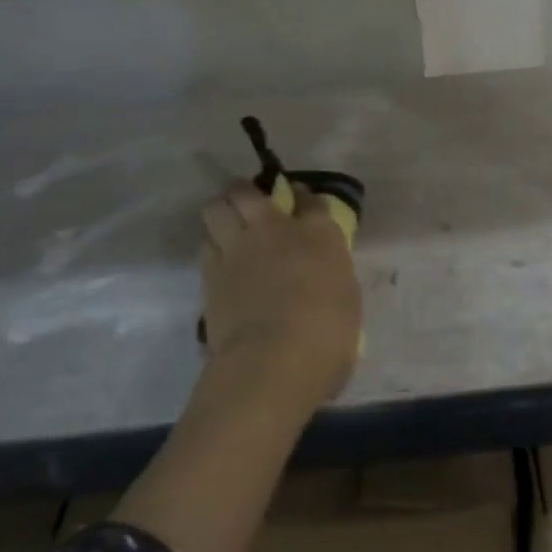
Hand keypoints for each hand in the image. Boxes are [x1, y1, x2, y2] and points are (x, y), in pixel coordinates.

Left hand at [199, 179, 362, 419]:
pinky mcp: (210, 273)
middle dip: (246, 192)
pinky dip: (212, 246)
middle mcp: (275, 230)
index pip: (310, 200)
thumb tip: (320, 277)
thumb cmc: (328, 335)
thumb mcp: (345, 299)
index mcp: (319, 235)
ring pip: (216, 208)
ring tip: (228, 227)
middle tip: (251, 205)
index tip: (300, 202)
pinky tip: (220, 259)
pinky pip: (206, 245)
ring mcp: (237, 248)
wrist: (274, 359)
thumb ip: (330, 276)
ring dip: (222, 213)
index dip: (303, 198)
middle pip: (247, 192)